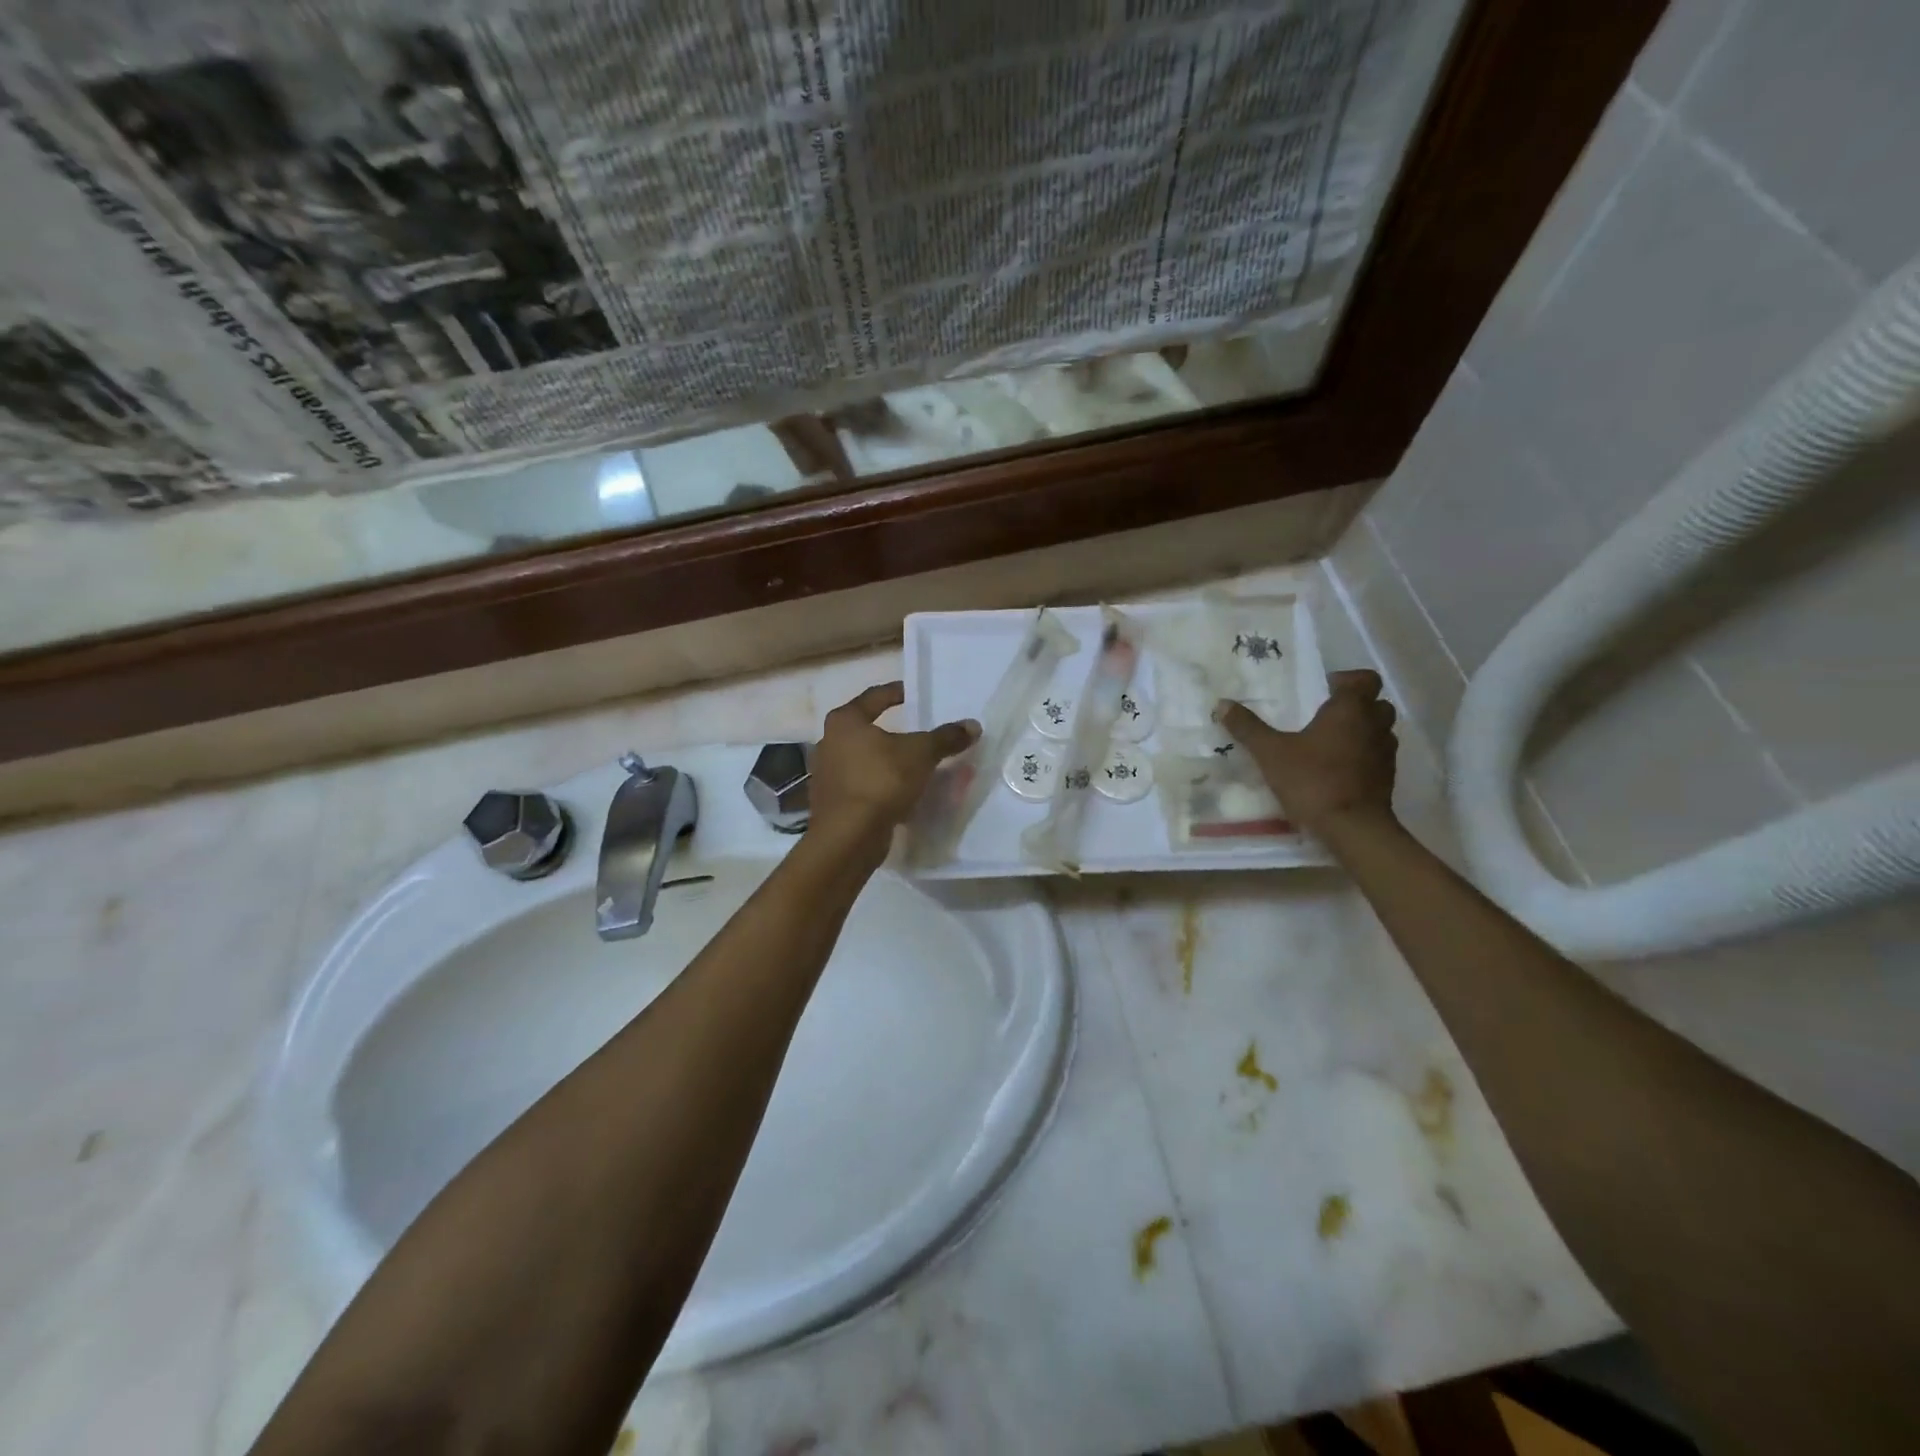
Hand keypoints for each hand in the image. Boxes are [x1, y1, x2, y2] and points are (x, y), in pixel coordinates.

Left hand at [806, 683, 978, 863]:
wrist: (848, 836)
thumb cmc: (881, 781)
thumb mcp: (921, 754)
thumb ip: (946, 738)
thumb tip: (973, 725)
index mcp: (845, 721)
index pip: (874, 697)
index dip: (897, 692)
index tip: (914, 693)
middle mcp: (830, 743)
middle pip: (867, 730)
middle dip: (893, 732)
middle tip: (918, 733)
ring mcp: (828, 775)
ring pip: (865, 760)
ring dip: (888, 762)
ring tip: (914, 766)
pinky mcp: (833, 803)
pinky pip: (863, 786)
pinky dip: (881, 786)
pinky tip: (901, 794)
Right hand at [1216, 670, 1397, 835]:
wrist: (1353, 828)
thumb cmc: (1313, 780)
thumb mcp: (1271, 753)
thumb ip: (1248, 727)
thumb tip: (1222, 703)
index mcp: (1350, 710)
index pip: (1365, 679)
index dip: (1347, 680)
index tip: (1324, 690)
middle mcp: (1375, 725)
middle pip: (1376, 704)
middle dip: (1356, 705)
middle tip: (1325, 716)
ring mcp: (1385, 753)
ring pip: (1380, 730)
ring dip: (1361, 731)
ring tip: (1330, 743)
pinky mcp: (1387, 778)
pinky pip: (1377, 756)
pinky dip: (1363, 756)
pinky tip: (1338, 769)